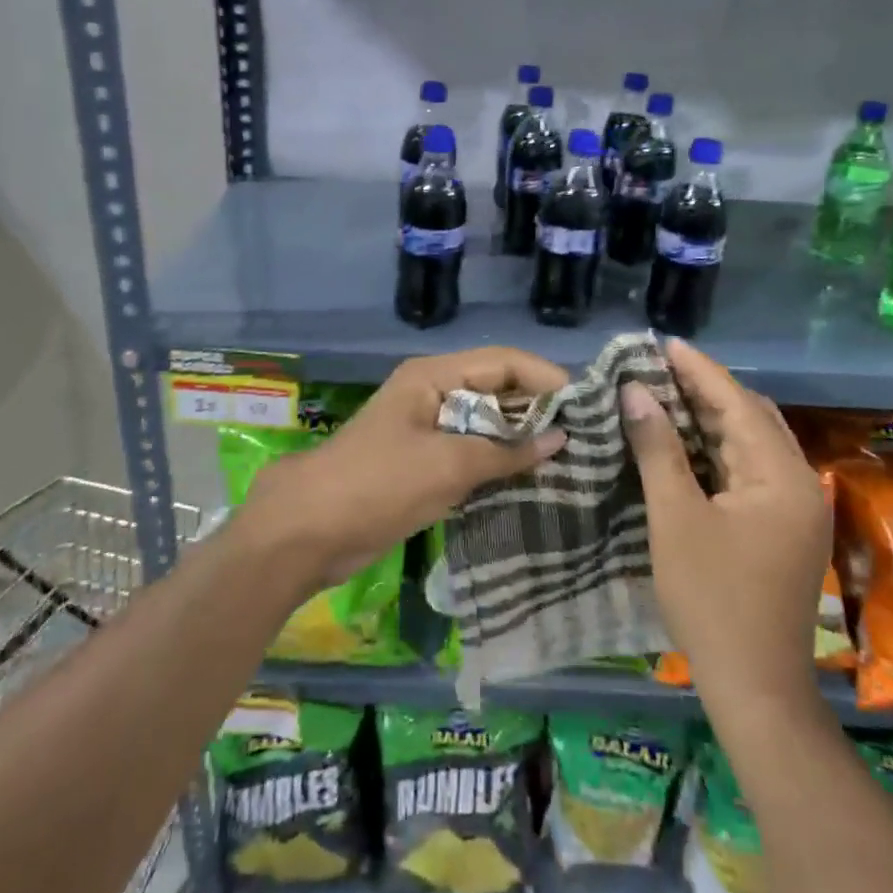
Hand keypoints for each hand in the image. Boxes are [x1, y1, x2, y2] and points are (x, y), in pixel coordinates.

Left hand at [233, 348, 568, 595]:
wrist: (306, 531)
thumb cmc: (378, 485)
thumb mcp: (447, 466)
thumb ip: (506, 451)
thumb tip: (561, 439)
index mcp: (434, 376)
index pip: (505, 362)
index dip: (546, 379)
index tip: (586, 410)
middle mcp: (433, 392)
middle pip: (497, 388)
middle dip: (538, 410)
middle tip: (585, 441)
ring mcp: (427, 427)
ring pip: (486, 422)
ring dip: (521, 439)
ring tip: (568, 462)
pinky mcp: (422, 460)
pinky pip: (471, 451)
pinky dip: (498, 462)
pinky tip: (529, 481)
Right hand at [622, 338, 827, 705]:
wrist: (754, 687)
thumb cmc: (712, 597)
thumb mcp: (675, 516)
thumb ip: (658, 448)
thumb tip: (635, 391)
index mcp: (782, 477)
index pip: (738, 404)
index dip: (699, 370)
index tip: (664, 343)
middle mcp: (799, 484)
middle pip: (751, 418)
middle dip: (706, 390)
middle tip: (659, 368)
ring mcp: (796, 509)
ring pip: (752, 444)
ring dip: (712, 419)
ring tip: (666, 395)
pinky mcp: (784, 529)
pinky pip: (751, 471)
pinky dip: (718, 450)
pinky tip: (687, 443)